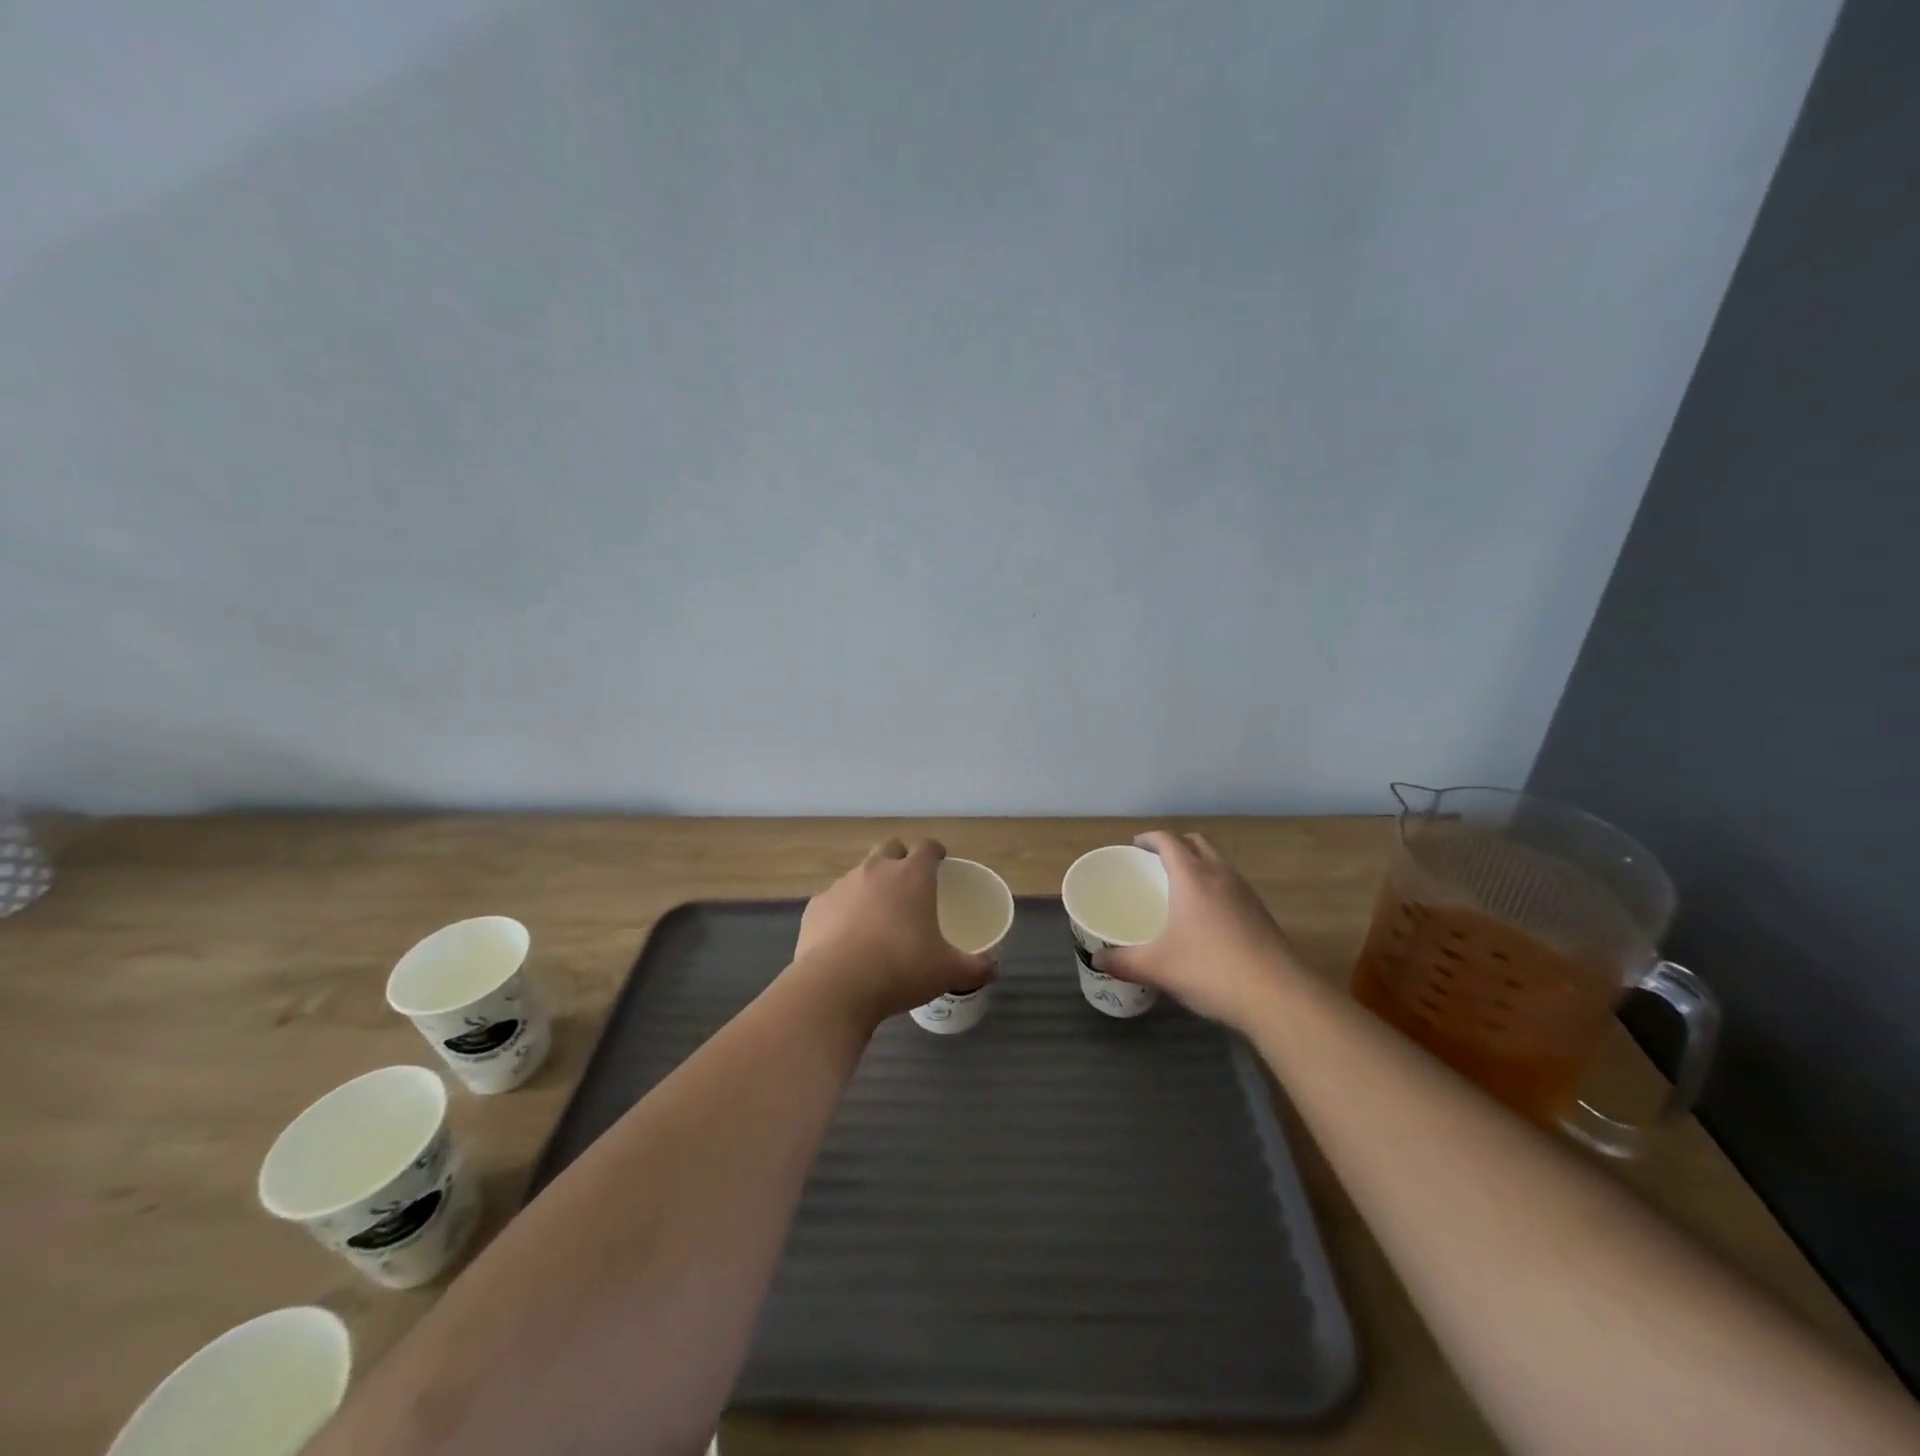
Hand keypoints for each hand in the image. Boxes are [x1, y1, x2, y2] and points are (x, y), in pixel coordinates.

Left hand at [791, 839, 994, 1026]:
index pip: (928, 847)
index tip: (940, 862)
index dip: (935, 852)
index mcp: (913, 877)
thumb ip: (975, 967)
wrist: (836, 987)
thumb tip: (994, 968)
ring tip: (876, 916)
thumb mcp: (948, 972)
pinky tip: (845, 936)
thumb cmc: (901, 970)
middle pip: (890, 847)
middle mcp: (876, 870)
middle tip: (908, 884)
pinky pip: (834, 900)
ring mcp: (842, 885)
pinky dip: (842, 910)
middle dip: (900, 858)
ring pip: (859, 872)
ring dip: (870, 885)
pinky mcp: (816, 905)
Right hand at [1096, 831, 1301, 1029]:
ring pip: (1218, 863)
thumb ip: (1123, 961)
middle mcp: (1220, 875)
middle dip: (1175, 845)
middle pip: (1197, 843)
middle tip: (1155, 864)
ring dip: (1199, 864)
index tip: (1134, 847)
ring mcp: (1245, 893)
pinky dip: (1215, 887)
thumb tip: (1097, 960)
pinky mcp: (1261, 913)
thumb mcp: (1157, 967)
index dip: (1149, 839)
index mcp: (1192, 876)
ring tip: (1179, 889)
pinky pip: (1232, 885)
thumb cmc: (1209, 970)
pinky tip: (1206, 919)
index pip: (1168, 840)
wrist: (1278, 996)